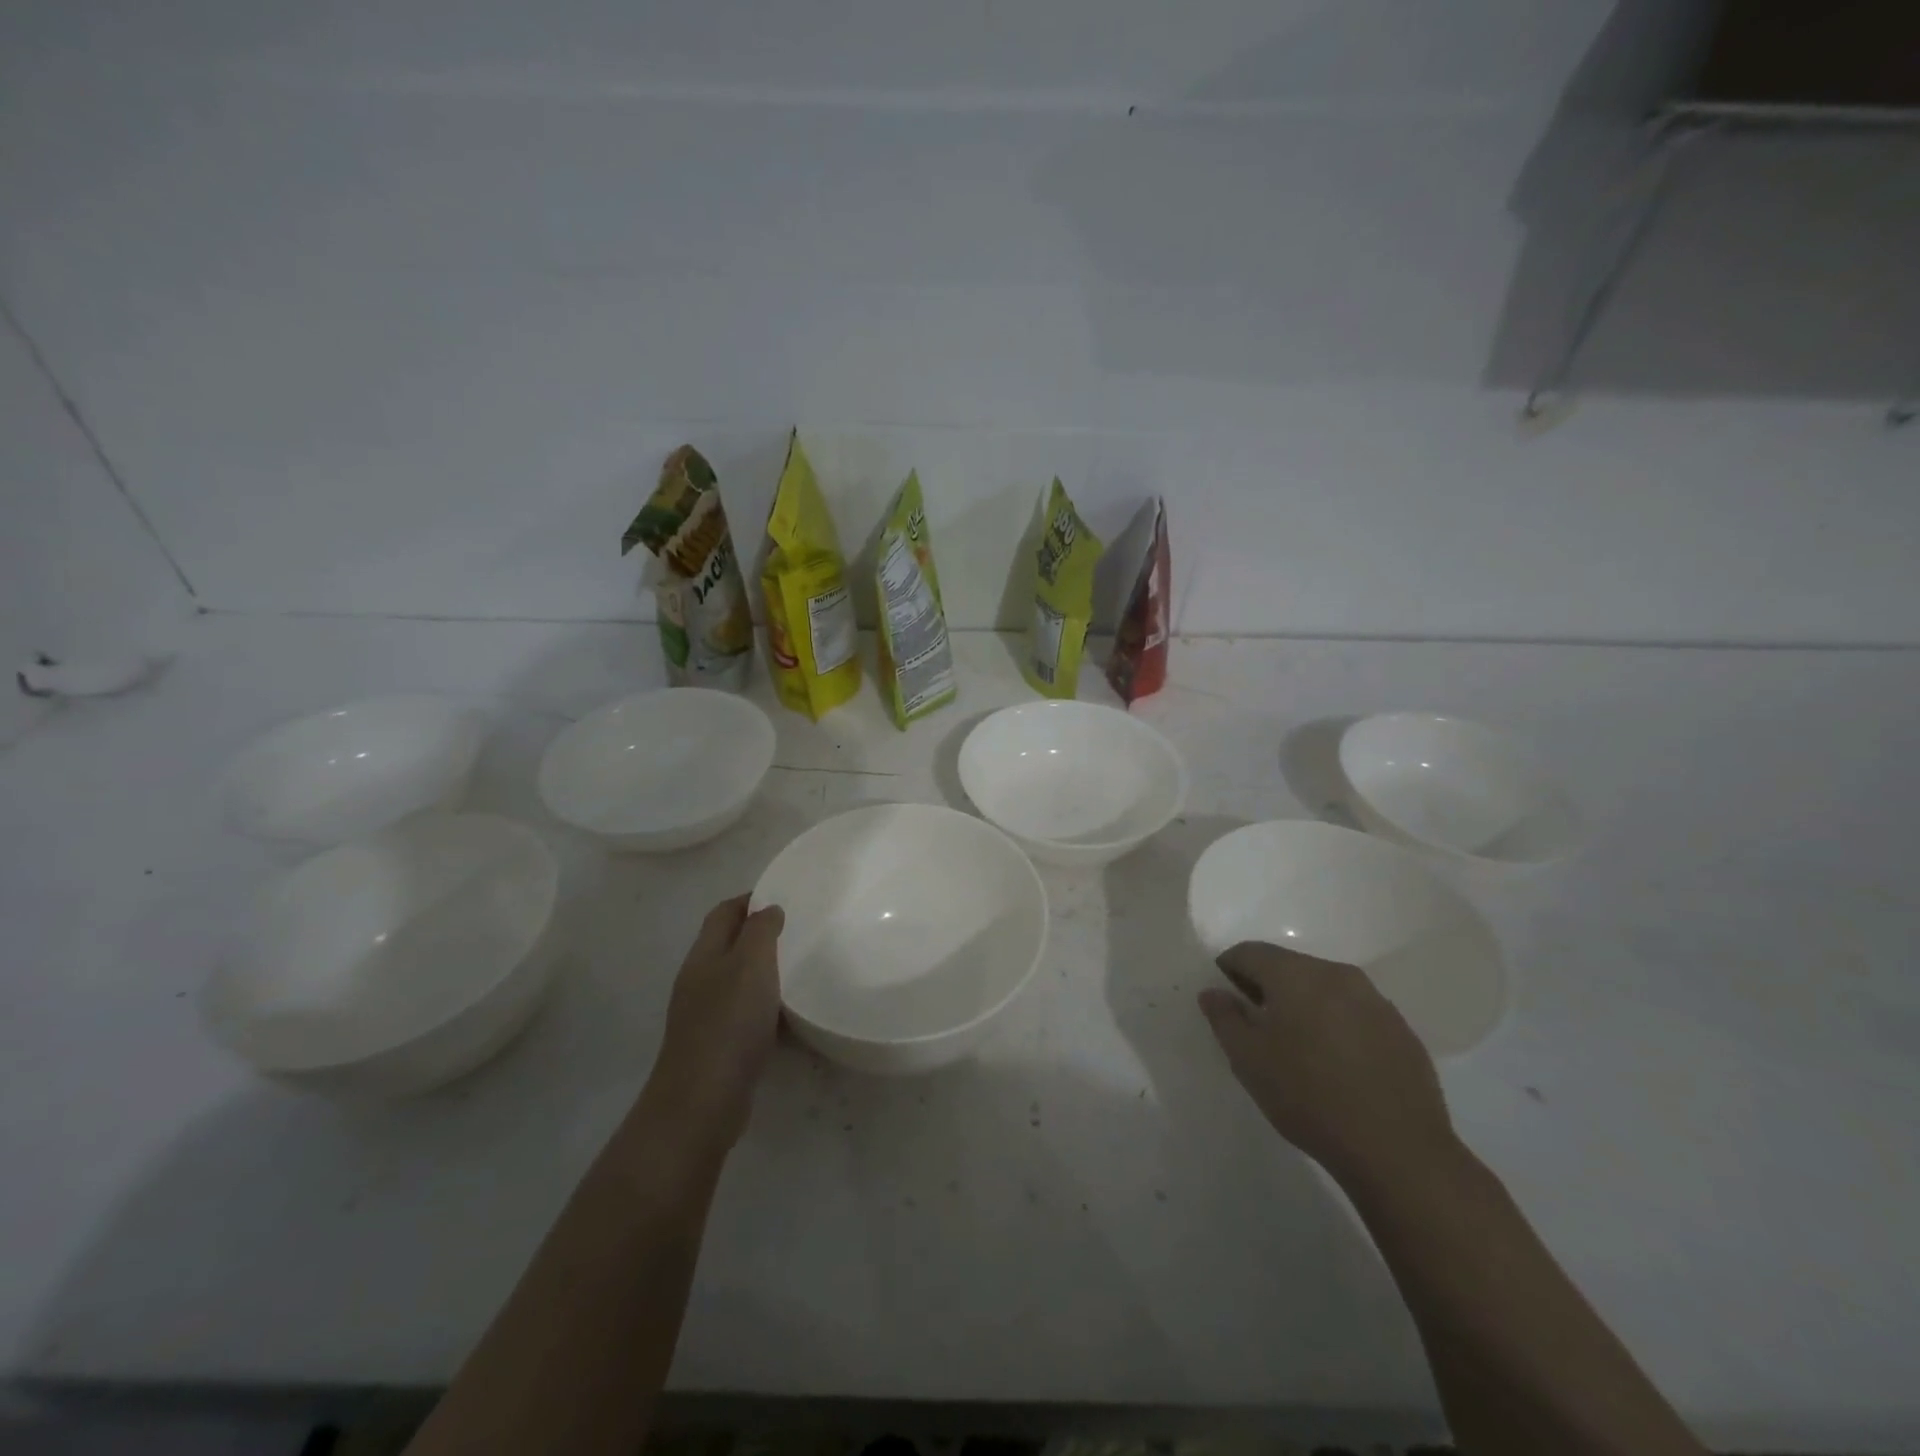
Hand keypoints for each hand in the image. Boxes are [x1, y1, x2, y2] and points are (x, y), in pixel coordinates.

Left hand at [640, 894, 784, 1152]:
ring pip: (738, 979)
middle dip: (760, 933)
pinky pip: (745, 1012)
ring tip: (801, 967)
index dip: (750, 899)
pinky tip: (788, 1014)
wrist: (702, 1102)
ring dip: (765, 971)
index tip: (784, 894)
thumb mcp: (751, 964)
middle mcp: (700, 980)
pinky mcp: (718, 1045)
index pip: (723, 912)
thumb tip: (768, 909)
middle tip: (799, 930)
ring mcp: (705, 1015)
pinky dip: (767, 1005)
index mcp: (704, 955)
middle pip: (729, 944)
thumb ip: (760, 930)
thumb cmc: (729, 1023)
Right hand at [1198, 942, 1455, 1189]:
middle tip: (1256, 1025)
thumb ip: (1224, 1018)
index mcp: (1295, 974)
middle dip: (1267, 986)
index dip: (1228, 969)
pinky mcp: (1401, 1030)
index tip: (1224, 1000)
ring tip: (1297, 1045)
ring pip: (1324, 987)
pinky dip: (1337, 1023)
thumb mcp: (1249, 1060)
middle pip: (1288, 966)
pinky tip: (1336, 1063)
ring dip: (1304, 1004)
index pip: (1249, 952)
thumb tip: (1212, 992)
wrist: (1399, 1151)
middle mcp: (1336, 973)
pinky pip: (1355, 1012)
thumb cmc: (1309, 1097)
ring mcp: (1375, 1000)